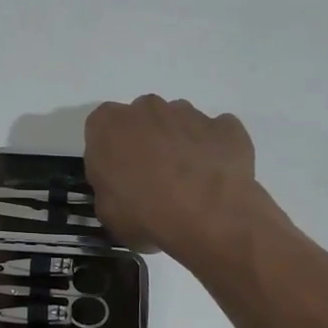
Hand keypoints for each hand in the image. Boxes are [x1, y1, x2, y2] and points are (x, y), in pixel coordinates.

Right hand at [84, 96, 258, 258]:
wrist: (209, 220)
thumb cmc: (146, 215)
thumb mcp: (107, 213)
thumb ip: (108, 188)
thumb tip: (121, 188)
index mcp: (109, 124)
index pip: (102, 127)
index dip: (111, 151)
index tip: (119, 174)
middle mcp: (147, 108)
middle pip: (143, 119)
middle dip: (147, 141)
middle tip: (154, 178)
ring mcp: (190, 113)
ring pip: (179, 122)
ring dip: (180, 143)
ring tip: (189, 182)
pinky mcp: (226, 125)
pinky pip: (216, 134)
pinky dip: (215, 149)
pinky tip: (216, 177)